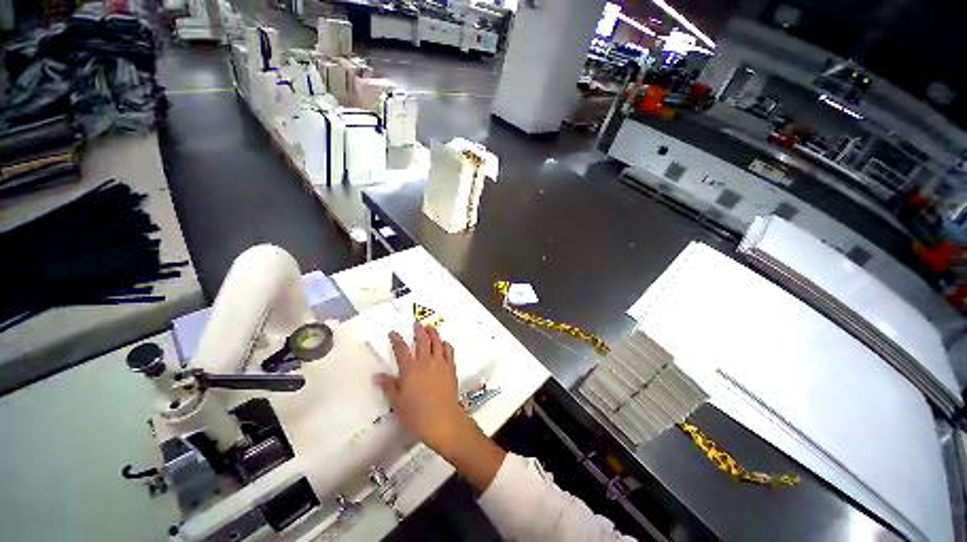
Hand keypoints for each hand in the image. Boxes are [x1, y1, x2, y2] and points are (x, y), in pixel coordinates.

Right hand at [374, 322, 471, 455]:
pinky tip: (444, 343)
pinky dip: (446, 345)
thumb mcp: (398, 402)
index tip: (393, 333)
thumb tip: (377, 375)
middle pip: (422, 341)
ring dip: (433, 333)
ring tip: (430, 327)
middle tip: (417, 323)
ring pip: (437, 342)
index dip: (396, 339)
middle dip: (418, 330)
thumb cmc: (417, 414)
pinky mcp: (451, 368)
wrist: (443, 420)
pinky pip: (449, 351)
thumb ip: (389, 386)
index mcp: (410, 369)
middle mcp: (426, 362)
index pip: (401, 350)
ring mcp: (440, 364)